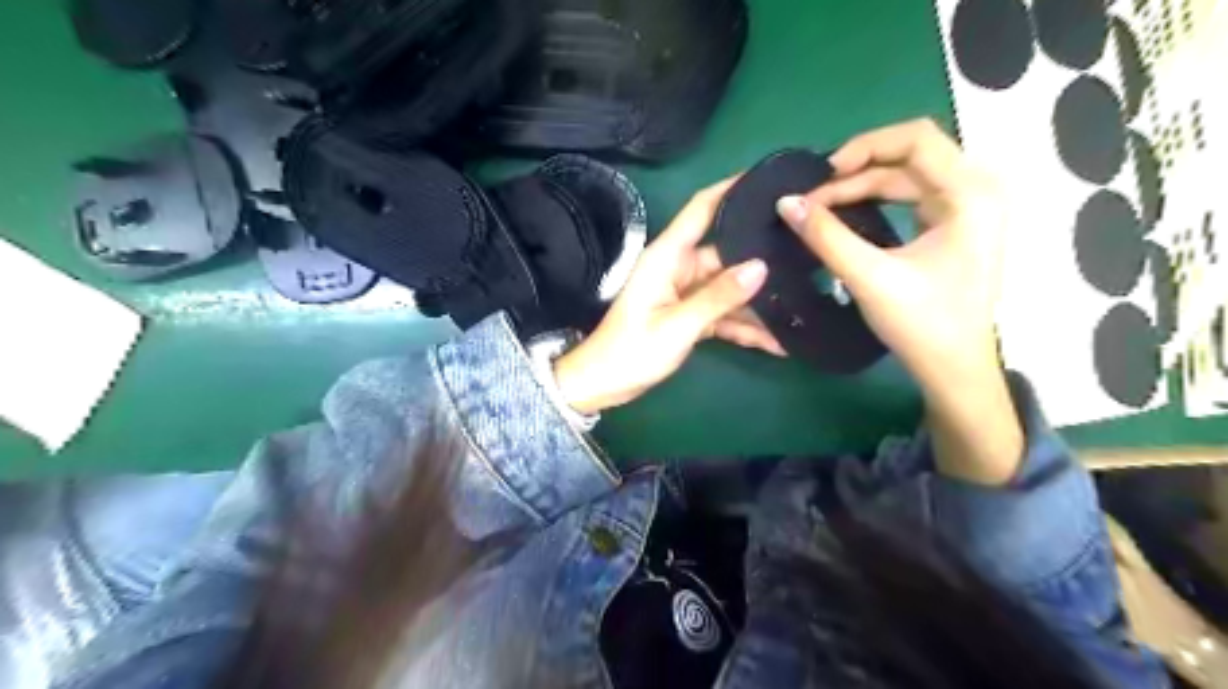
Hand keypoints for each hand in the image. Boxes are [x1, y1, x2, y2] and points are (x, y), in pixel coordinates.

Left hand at [552, 181, 780, 414]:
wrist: (604, 385)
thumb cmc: (632, 351)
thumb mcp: (678, 325)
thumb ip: (718, 296)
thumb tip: (761, 267)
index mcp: (668, 257)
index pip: (702, 209)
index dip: (731, 188)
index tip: (768, 177)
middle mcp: (679, 268)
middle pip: (727, 253)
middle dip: (762, 257)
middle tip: (808, 253)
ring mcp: (686, 293)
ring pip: (730, 288)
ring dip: (758, 303)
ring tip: (802, 304)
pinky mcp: (690, 316)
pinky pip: (724, 314)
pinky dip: (745, 327)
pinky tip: (777, 342)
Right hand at [776, 119, 1028, 483]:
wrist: (955, 369)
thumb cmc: (923, 324)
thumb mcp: (870, 277)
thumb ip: (826, 237)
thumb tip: (786, 202)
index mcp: (970, 193)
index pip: (915, 139)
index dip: (864, 147)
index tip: (822, 175)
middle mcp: (975, 190)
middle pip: (908, 156)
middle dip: (856, 172)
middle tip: (812, 198)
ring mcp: (966, 208)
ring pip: (905, 177)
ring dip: (860, 187)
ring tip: (820, 207)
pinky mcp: (951, 226)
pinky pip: (908, 197)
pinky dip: (873, 202)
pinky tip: (845, 215)